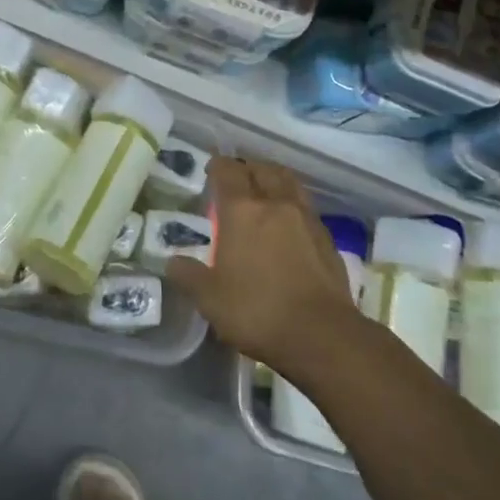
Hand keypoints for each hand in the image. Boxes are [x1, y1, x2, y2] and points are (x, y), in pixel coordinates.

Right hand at [166, 157, 359, 375]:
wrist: (322, 335)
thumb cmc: (257, 311)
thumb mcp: (210, 299)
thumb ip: (189, 276)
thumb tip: (172, 262)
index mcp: (242, 211)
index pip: (228, 171)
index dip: (218, 165)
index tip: (210, 169)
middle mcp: (275, 204)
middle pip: (262, 170)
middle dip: (247, 167)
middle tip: (237, 178)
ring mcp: (306, 219)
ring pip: (289, 182)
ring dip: (274, 179)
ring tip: (264, 190)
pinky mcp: (327, 238)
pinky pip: (306, 207)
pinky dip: (293, 204)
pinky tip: (288, 223)